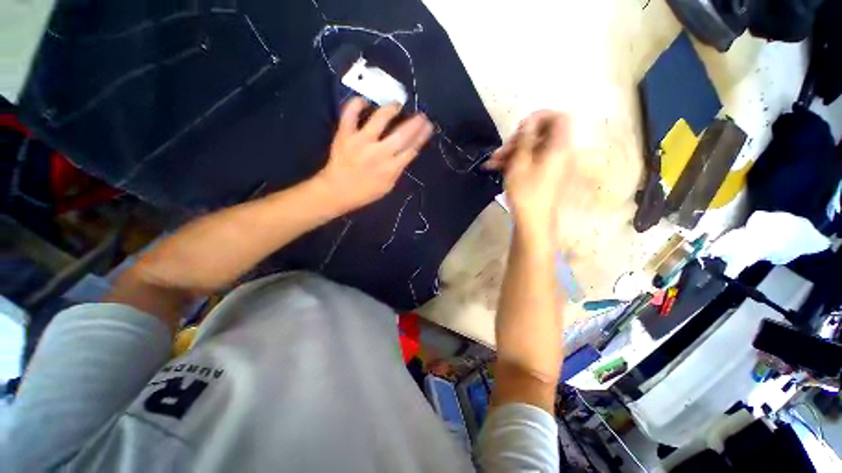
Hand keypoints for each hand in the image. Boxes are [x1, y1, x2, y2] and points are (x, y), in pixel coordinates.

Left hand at [315, 97, 432, 212]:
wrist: (337, 192)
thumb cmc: (364, 192)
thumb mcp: (387, 186)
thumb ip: (397, 170)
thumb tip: (406, 154)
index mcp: (391, 168)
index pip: (411, 149)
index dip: (421, 136)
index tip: (428, 126)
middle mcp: (379, 152)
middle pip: (402, 134)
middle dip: (414, 123)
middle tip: (421, 114)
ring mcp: (361, 141)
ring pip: (380, 119)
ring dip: (391, 109)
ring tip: (397, 105)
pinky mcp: (345, 134)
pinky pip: (350, 114)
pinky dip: (356, 104)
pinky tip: (364, 100)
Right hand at [484, 111, 579, 241]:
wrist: (532, 222)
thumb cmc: (526, 193)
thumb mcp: (520, 163)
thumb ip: (524, 139)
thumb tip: (528, 121)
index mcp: (559, 147)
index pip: (559, 118)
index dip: (539, 116)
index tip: (520, 127)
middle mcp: (558, 153)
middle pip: (541, 135)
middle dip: (518, 139)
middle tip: (501, 150)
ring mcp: (551, 166)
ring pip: (532, 149)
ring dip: (511, 152)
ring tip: (492, 162)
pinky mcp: (543, 176)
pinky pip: (531, 161)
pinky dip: (515, 162)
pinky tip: (496, 167)